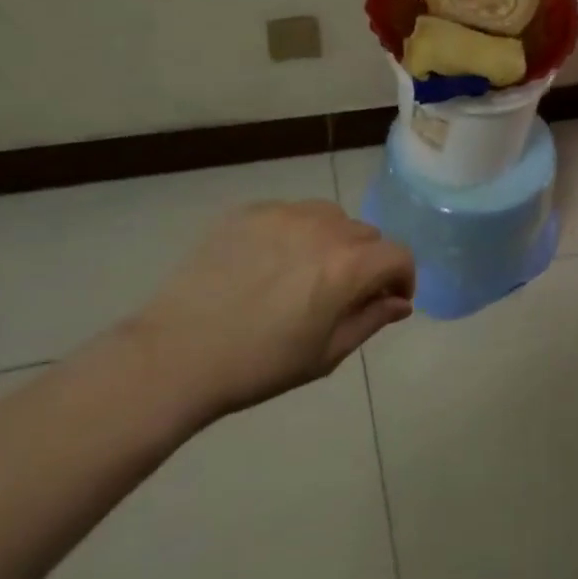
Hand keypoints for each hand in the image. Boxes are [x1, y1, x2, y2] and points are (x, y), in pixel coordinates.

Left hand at [127, 200, 414, 419]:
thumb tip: (399, 302)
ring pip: (330, 218)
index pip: (398, 255)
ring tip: (306, 273)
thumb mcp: (326, 354)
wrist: (175, 356)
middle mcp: (324, 228)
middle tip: (342, 294)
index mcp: (348, 266)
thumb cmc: (259, 365)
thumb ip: (371, 320)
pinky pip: (290, 214)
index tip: (388, 300)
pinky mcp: (248, 212)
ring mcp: (284, 214)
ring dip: (333, 241)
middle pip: (366, 235)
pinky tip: (269, 265)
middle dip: (367, 262)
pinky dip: (294, 234)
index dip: (402, 278)